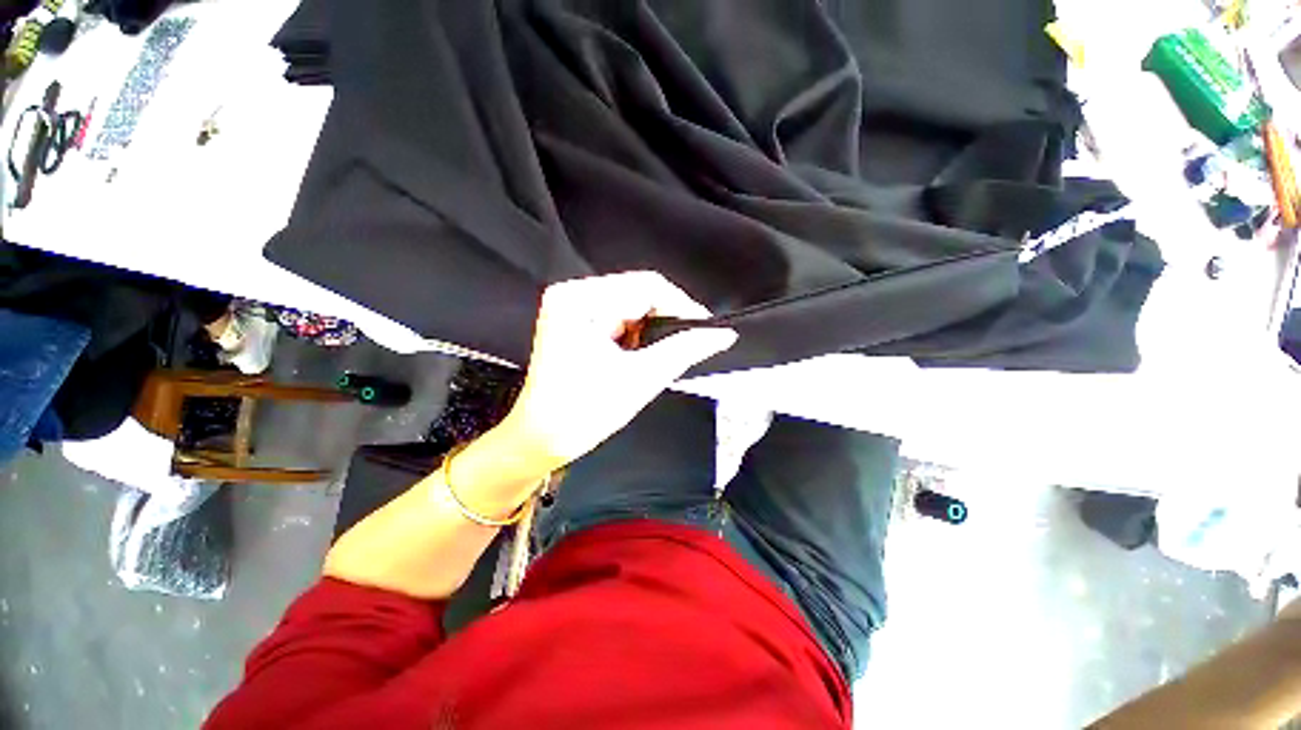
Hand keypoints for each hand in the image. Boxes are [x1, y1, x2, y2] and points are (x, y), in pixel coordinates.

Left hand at [497, 271, 736, 472]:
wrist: (542, 439)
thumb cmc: (583, 412)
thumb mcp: (641, 378)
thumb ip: (684, 350)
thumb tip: (721, 334)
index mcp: (581, 300)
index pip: (647, 286)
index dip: (682, 307)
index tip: (706, 331)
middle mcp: (573, 294)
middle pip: (638, 294)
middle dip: (666, 322)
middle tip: (687, 347)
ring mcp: (573, 308)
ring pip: (632, 307)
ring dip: (651, 331)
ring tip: (659, 357)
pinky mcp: (576, 322)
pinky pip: (619, 319)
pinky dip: (636, 336)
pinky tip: (639, 357)